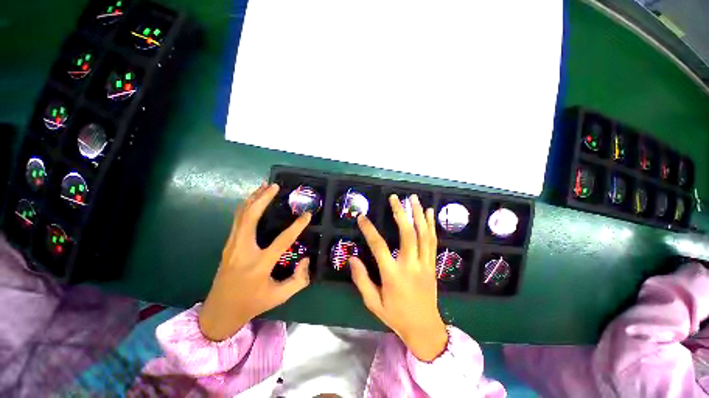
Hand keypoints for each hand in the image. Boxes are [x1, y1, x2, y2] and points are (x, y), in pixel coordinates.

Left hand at [198, 183, 311, 341]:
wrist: (219, 311)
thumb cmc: (252, 303)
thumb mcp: (279, 296)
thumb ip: (299, 280)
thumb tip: (306, 259)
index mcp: (259, 265)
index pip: (282, 240)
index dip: (297, 226)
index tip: (307, 215)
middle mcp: (243, 251)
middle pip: (251, 217)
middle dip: (263, 199)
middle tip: (275, 186)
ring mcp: (232, 246)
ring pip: (241, 215)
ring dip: (253, 199)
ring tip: (264, 186)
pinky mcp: (228, 245)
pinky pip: (237, 220)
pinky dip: (246, 206)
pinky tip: (253, 201)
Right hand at [349, 194, 447, 360]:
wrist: (424, 328)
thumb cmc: (396, 315)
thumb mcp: (373, 303)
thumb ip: (361, 280)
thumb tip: (351, 258)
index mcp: (393, 275)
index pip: (379, 246)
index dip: (369, 230)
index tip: (361, 217)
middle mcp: (410, 265)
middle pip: (407, 234)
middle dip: (400, 213)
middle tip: (395, 198)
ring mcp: (424, 264)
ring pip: (423, 234)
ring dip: (418, 214)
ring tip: (413, 198)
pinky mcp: (433, 264)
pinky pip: (433, 241)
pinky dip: (430, 225)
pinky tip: (429, 212)